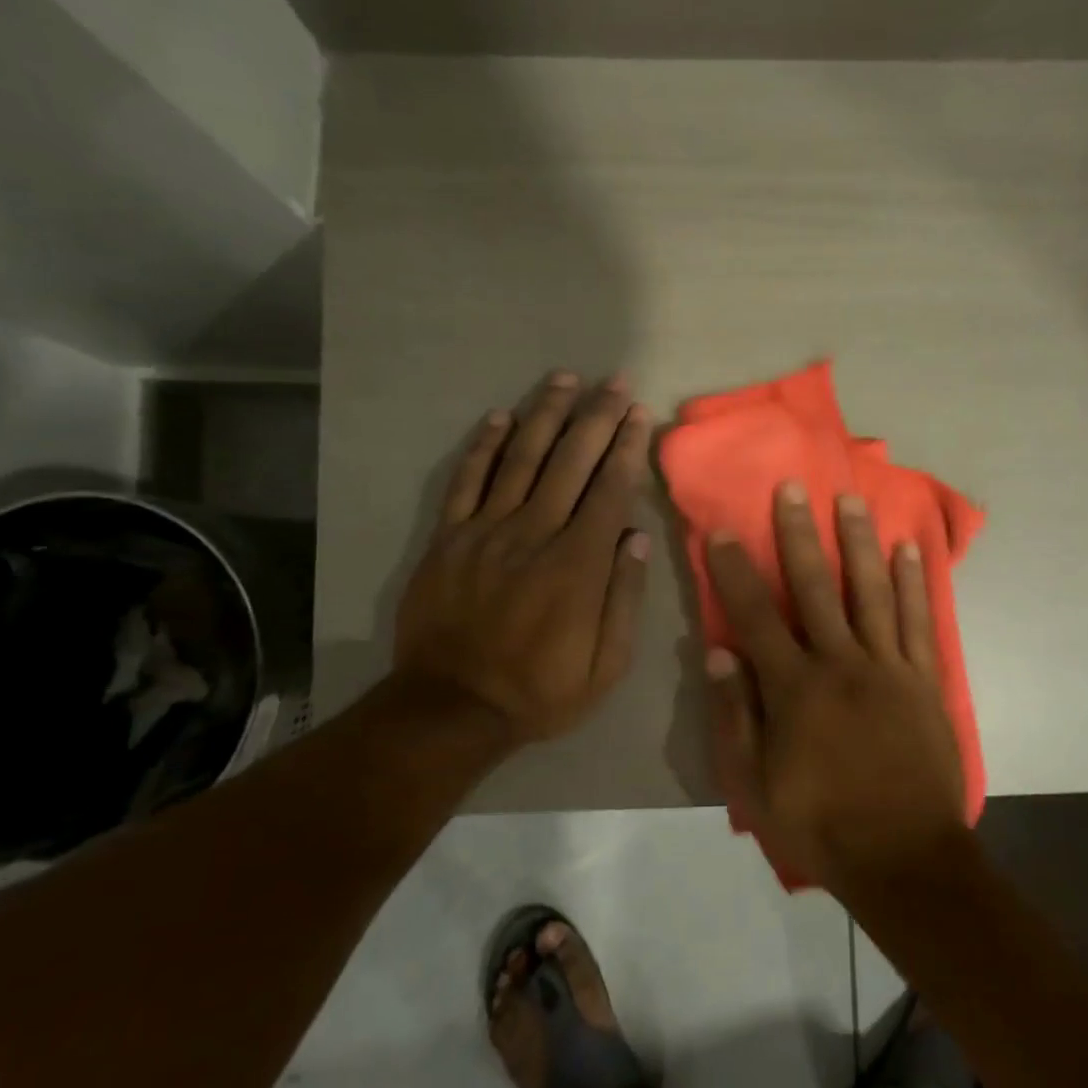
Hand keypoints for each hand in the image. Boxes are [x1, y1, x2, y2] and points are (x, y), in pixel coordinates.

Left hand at [393, 371, 652, 747]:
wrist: (452, 707)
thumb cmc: (541, 690)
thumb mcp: (606, 665)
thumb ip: (624, 598)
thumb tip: (636, 537)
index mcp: (578, 564)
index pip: (609, 490)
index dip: (627, 447)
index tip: (639, 414)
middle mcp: (534, 534)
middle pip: (570, 461)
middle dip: (596, 417)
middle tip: (614, 382)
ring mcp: (486, 531)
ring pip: (521, 458)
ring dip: (545, 414)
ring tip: (564, 379)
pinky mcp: (448, 538)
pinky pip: (467, 481)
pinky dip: (484, 446)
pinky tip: (501, 417)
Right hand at [705, 481, 966, 894]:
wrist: (904, 857)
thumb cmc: (821, 824)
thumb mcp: (756, 785)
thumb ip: (736, 716)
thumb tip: (718, 653)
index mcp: (796, 688)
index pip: (756, 616)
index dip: (737, 571)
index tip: (725, 531)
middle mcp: (842, 663)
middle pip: (815, 587)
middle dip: (799, 534)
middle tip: (793, 487)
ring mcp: (889, 667)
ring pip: (871, 590)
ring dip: (858, 542)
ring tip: (851, 499)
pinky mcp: (924, 679)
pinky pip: (916, 621)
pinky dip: (913, 583)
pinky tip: (907, 550)